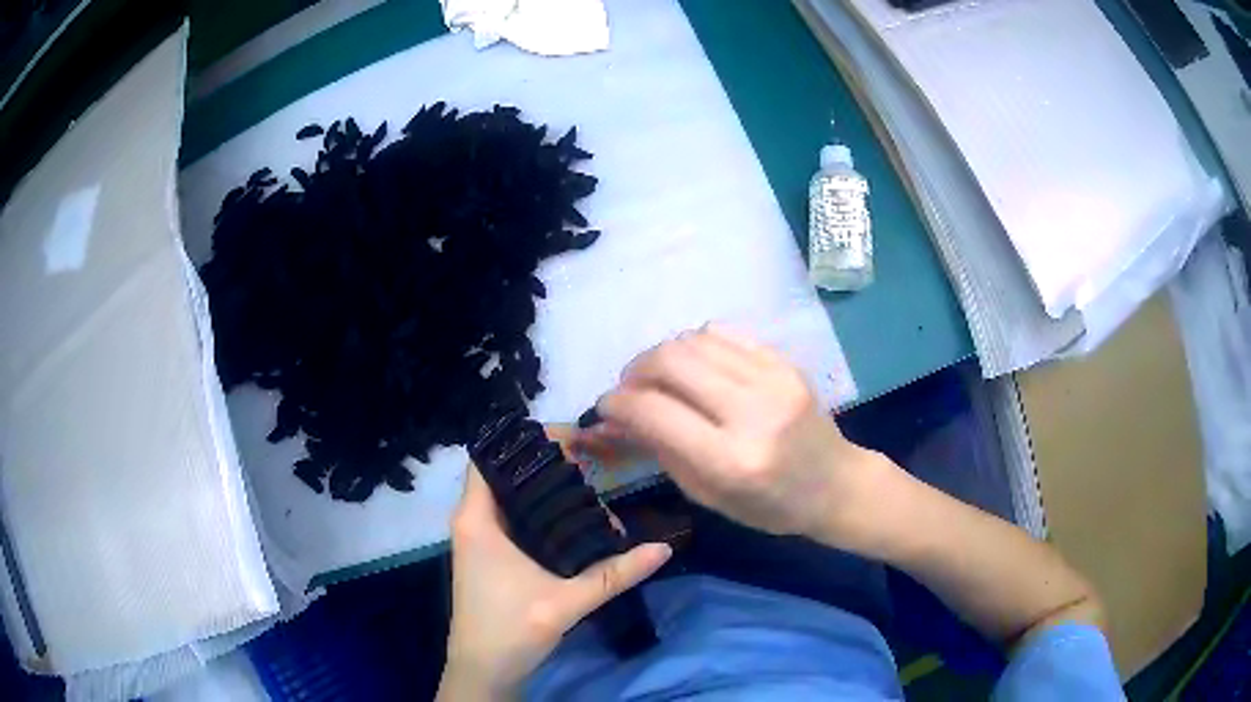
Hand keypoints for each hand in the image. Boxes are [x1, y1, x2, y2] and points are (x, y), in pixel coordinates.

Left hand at [438, 464, 671, 699]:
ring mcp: (479, 539)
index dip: (529, 442)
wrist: (483, 671)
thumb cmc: (510, 630)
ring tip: (590, 485)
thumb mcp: (566, 601)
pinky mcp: (490, 556)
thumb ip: (615, 574)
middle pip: (506, 473)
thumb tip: (664, 548)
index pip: (492, 457)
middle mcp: (472, 521)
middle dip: (546, 463)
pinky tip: (574, 520)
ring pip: (510, 496)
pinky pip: (513, 517)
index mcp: (476, 520)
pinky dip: (540, 511)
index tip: (573, 439)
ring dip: (545, 489)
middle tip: (592, 462)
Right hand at [587, 324, 887, 541]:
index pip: (654, 411)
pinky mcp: (786, 362)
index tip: (605, 405)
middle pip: (671, 361)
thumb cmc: (769, 506)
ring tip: (660, 377)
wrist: (835, 484)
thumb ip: (659, 449)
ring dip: (663, 354)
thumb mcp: (707, 494)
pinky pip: (724, 333)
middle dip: (635, 370)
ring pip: (694, 339)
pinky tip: (695, 366)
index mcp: (731, 460)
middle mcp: (752, 412)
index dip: (617, 402)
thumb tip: (615, 416)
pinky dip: (696, 345)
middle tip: (630, 388)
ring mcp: (774, 379)